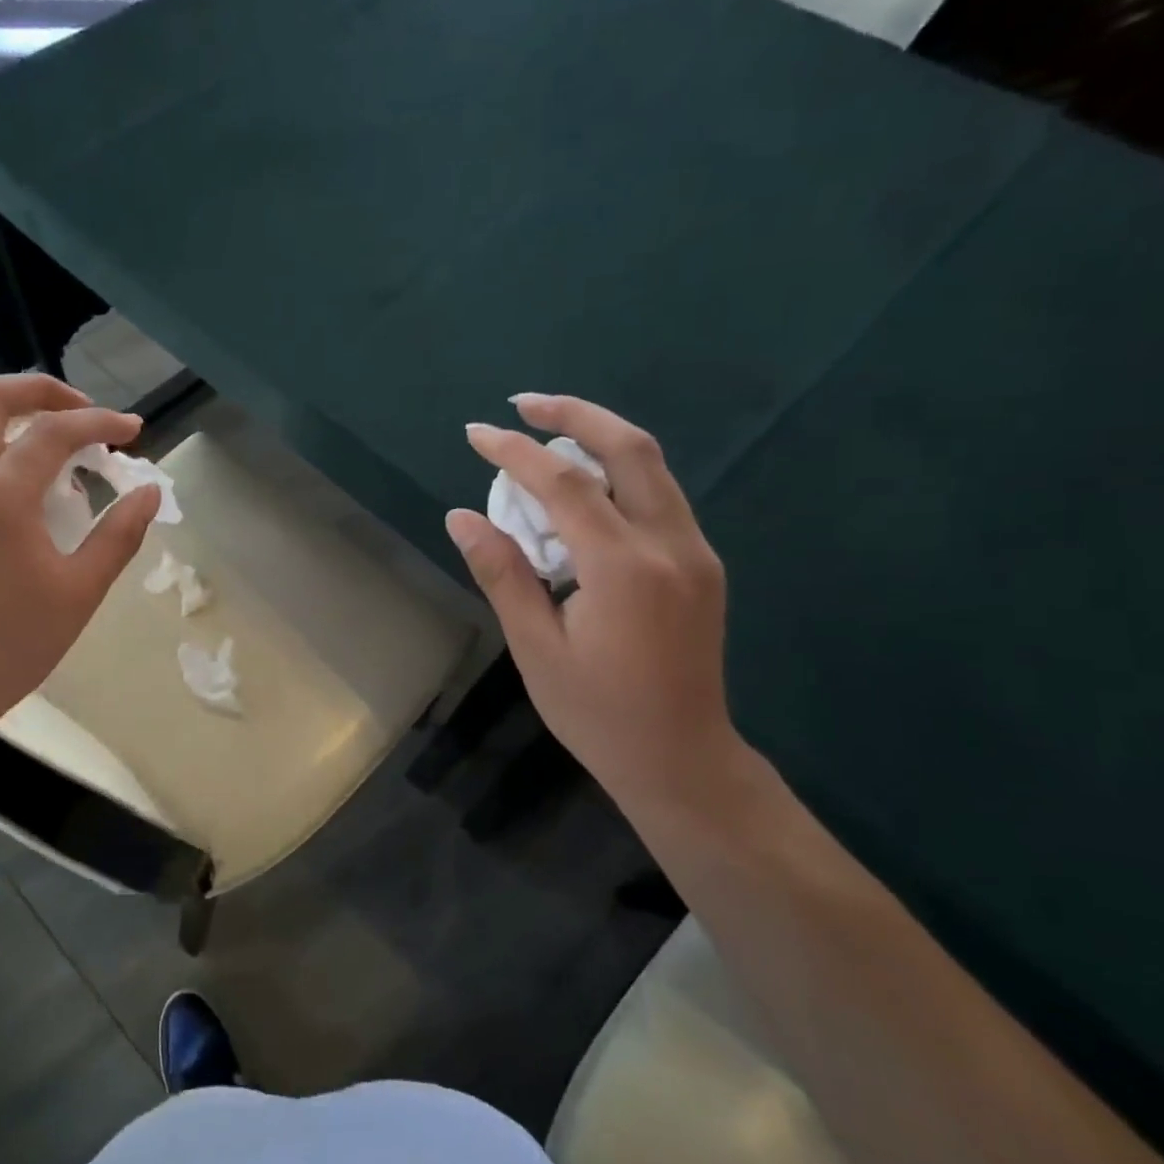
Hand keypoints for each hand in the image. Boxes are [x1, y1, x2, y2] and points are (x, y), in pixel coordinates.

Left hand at [0, 374, 159, 760]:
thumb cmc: (14, 644)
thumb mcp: (81, 590)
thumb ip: (120, 533)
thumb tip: (149, 492)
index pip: (54, 431)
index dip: (101, 423)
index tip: (135, 433)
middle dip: (44, 392)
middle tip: (87, 415)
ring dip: (23, 425)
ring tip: (70, 463)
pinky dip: (4, 455)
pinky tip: (35, 500)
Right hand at [445, 394, 735, 798]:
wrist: (682, 759)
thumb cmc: (597, 712)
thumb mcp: (535, 648)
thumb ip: (502, 574)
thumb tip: (462, 516)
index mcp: (625, 569)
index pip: (564, 485)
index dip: (515, 452)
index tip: (475, 433)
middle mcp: (671, 545)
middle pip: (630, 448)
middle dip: (574, 414)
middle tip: (523, 404)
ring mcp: (695, 551)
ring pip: (652, 465)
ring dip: (598, 437)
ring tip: (544, 434)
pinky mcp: (701, 563)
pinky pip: (658, 495)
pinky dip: (616, 472)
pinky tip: (579, 485)